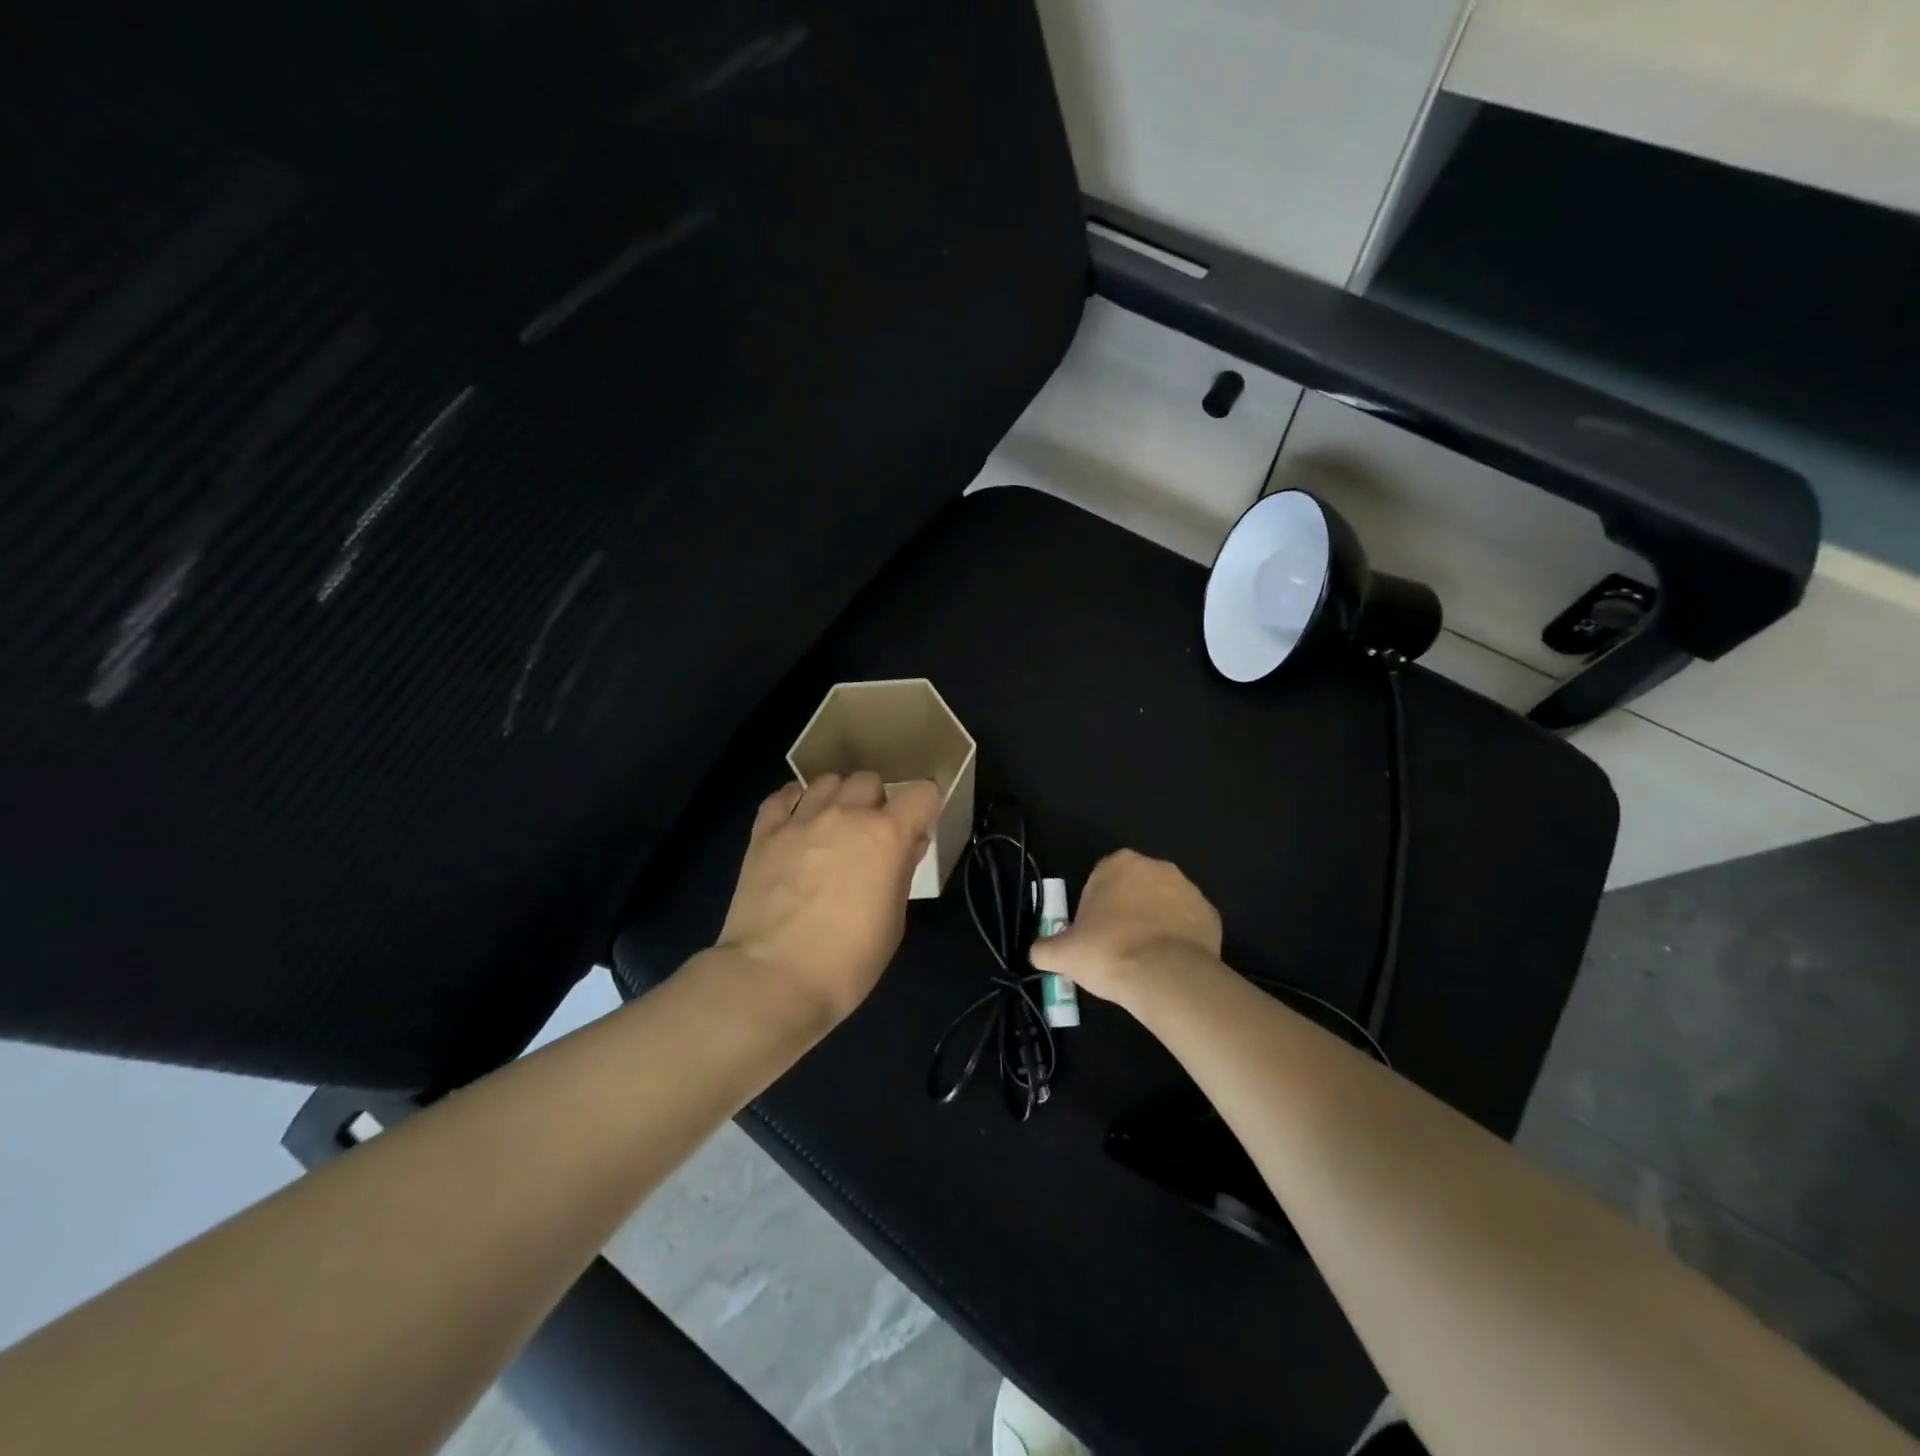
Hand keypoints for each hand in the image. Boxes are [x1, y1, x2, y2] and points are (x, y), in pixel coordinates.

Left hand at [716, 772, 940, 1025]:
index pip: (922, 793)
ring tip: (833, 825)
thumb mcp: (893, 922)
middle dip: (876, 801)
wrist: (772, 978)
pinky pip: (782, 796)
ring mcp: (801, 820)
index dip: (925, 807)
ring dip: (838, 797)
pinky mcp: (764, 833)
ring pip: (827, 780)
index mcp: (886, 835)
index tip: (919, 827)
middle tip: (872, 834)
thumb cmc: (847, 961)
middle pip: (869, 780)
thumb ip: (902, 872)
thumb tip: (908, 845)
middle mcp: (846, 815)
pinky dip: (795, 801)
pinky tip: (797, 819)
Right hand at [1029, 849, 1221, 1009]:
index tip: (1092, 933)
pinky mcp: (1211, 915)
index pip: (1100, 878)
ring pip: (1164, 904)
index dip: (1095, 906)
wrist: (1166, 977)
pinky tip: (1168, 964)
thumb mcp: (1062, 954)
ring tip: (1144, 959)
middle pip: (1135, 887)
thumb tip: (1038, 952)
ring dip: (1155, 923)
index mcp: (1118, 864)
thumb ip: (1044, 948)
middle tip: (1116, 945)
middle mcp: (1156, 867)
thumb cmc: (1108, 952)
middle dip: (1127, 911)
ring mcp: (1188, 889)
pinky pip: (1188, 924)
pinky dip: (1180, 939)